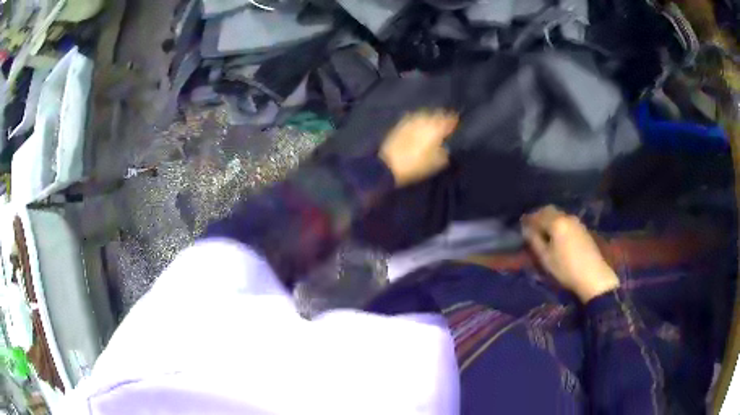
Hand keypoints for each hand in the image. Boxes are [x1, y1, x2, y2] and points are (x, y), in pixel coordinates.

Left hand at [380, 111, 458, 186]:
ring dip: (430, 116)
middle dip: (442, 116)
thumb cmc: (415, 166)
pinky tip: (419, 123)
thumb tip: (445, 146)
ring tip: (433, 121)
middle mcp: (424, 121)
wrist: (388, 165)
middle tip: (446, 121)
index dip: (453, 119)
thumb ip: (444, 152)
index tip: (456, 121)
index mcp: (435, 129)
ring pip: (424, 114)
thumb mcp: (436, 163)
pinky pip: (413, 117)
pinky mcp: (400, 124)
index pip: (448, 119)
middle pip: (436, 114)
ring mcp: (411, 121)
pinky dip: (419, 119)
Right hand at [522, 206, 619, 302]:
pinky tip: (557, 235)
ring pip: (559, 215)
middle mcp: (567, 217)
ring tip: (543, 232)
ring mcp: (577, 222)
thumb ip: (534, 241)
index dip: (528, 219)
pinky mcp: (583, 229)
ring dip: (550, 220)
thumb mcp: (546, 258)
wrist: (593, 276)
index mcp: (556, 222)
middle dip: (539, 216)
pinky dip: (558, 224)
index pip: (538, 215)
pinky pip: (566, 221)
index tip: (521, 225)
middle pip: (550, 210)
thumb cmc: (566, 268)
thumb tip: (526, 229)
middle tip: (531, 227)